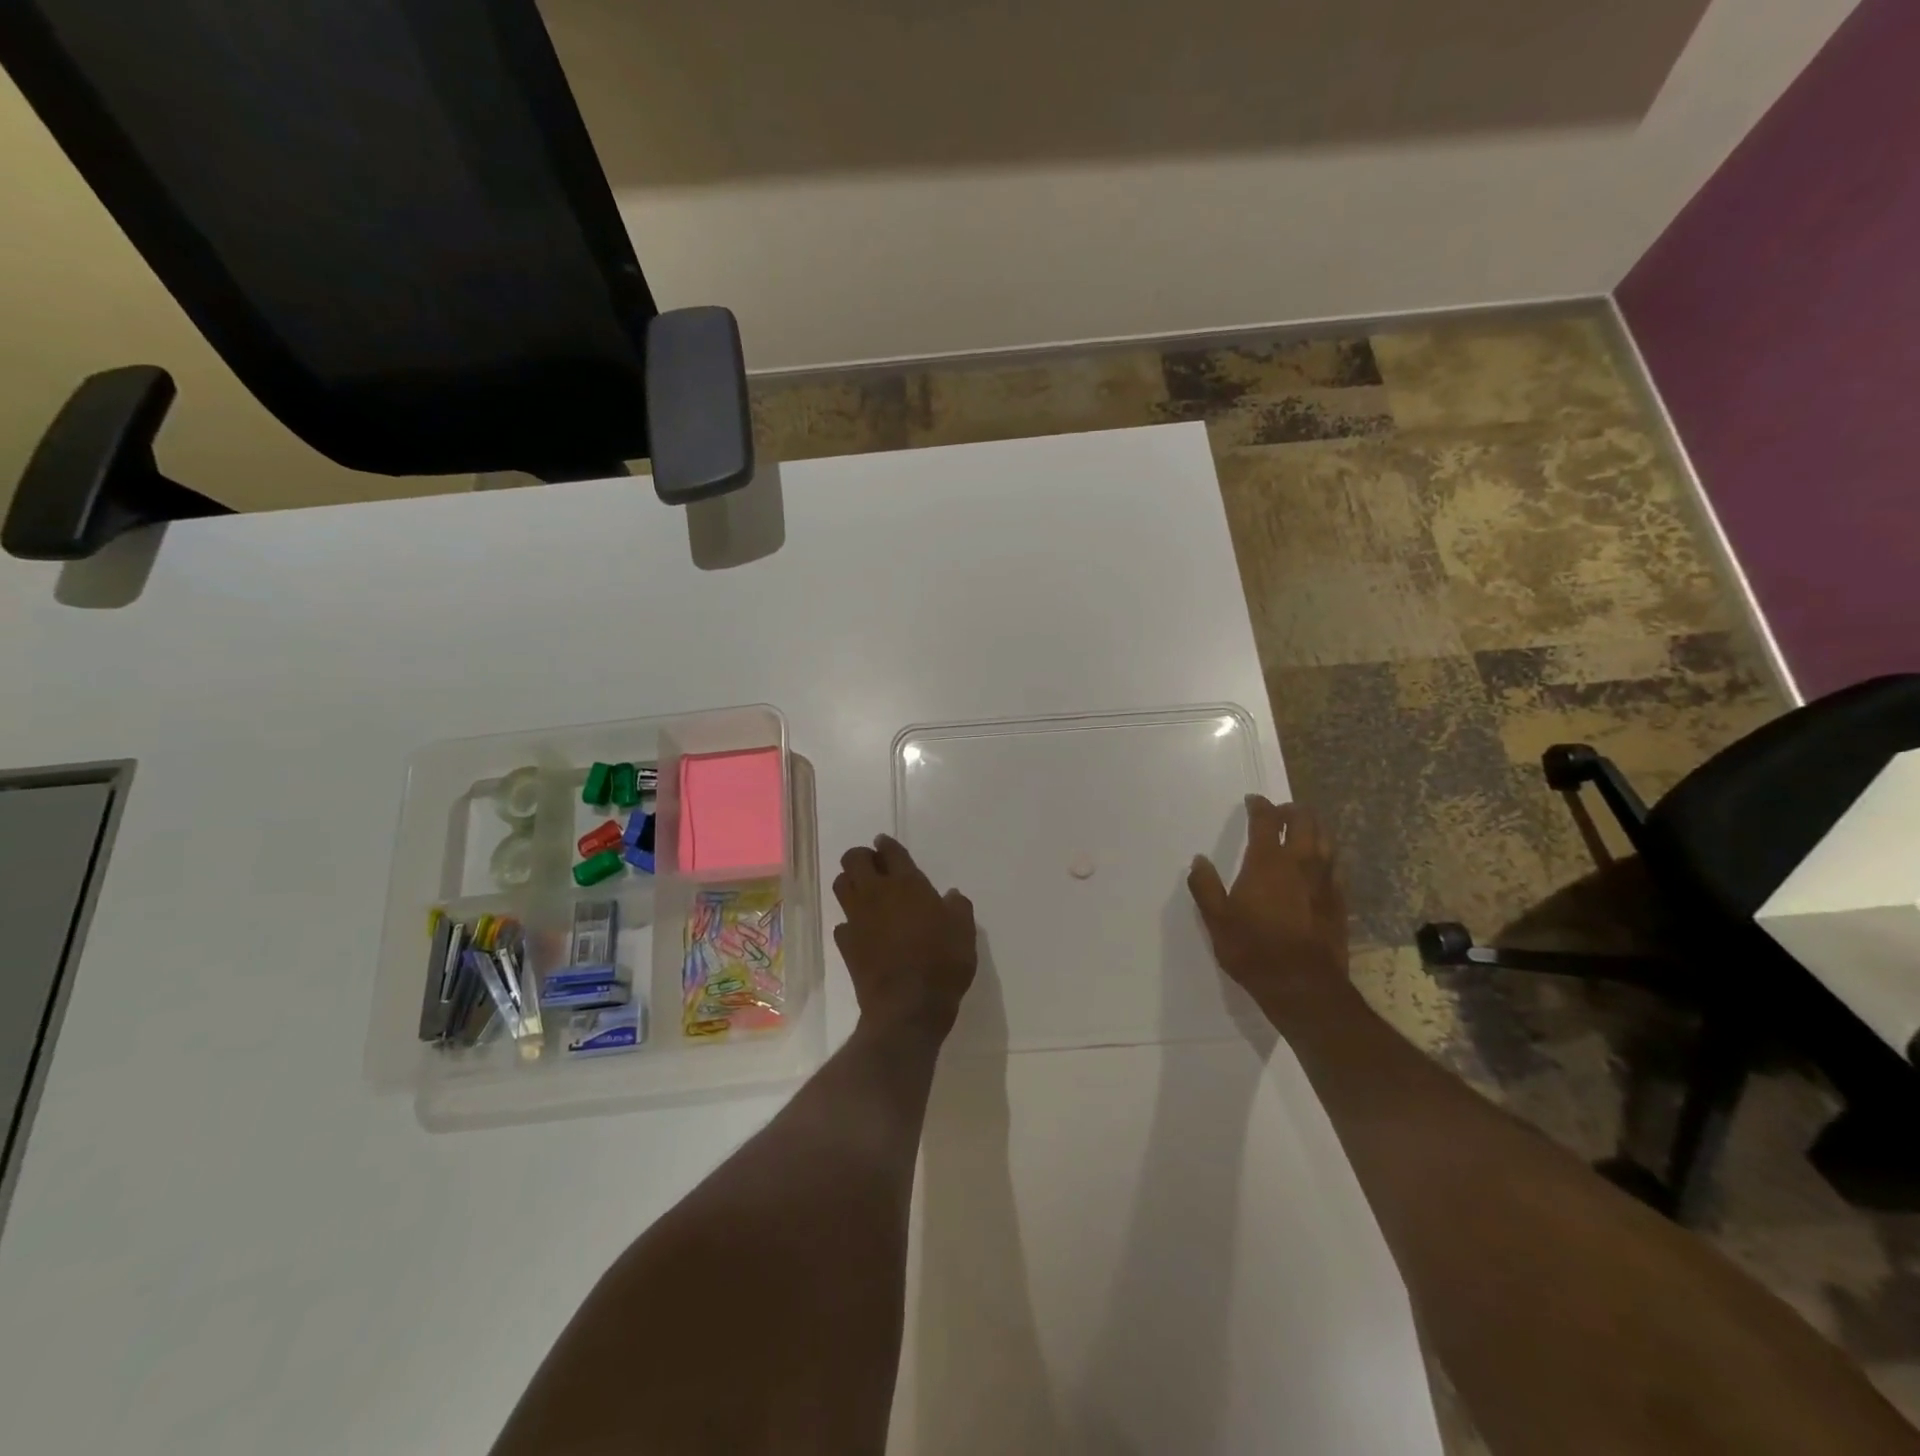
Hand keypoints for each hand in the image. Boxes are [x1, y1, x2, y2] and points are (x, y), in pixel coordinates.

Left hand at [833, 835, 976, 1035]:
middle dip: (862, 857)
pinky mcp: (846, 945)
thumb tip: (951, 895)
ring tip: (865, 891)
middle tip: (875, 866)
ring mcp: (857, 919)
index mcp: (907, 884)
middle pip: (854, 859)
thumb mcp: (964, 932)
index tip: (885, 843)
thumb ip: (957, 907)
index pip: (890, 851)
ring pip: (841, 885)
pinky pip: (842, 923)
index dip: (886, 844)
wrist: (908, 1007)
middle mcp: (877, 894)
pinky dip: (851, 921)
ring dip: (850, 882)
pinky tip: (863, 929)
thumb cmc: (942, 963)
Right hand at [1188, 797, 1350, 1012]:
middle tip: (1280, 812)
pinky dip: (1325, 855)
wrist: (1304, 986)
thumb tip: (1199, 861)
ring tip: (1302, 830)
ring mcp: (1325, 881)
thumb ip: (1205, 886)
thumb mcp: (1216, 920)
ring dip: (1314, 827)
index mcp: (1267, 862)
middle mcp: (1300, 863)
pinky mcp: (1339, 901)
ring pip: (1326, 840)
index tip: (1253, 801)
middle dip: (1292, 810)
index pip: (1266, 820)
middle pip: (1304, 821)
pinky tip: (1318, 865)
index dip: (1260, 806)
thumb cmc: (1254, 950)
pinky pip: (1335, 866)